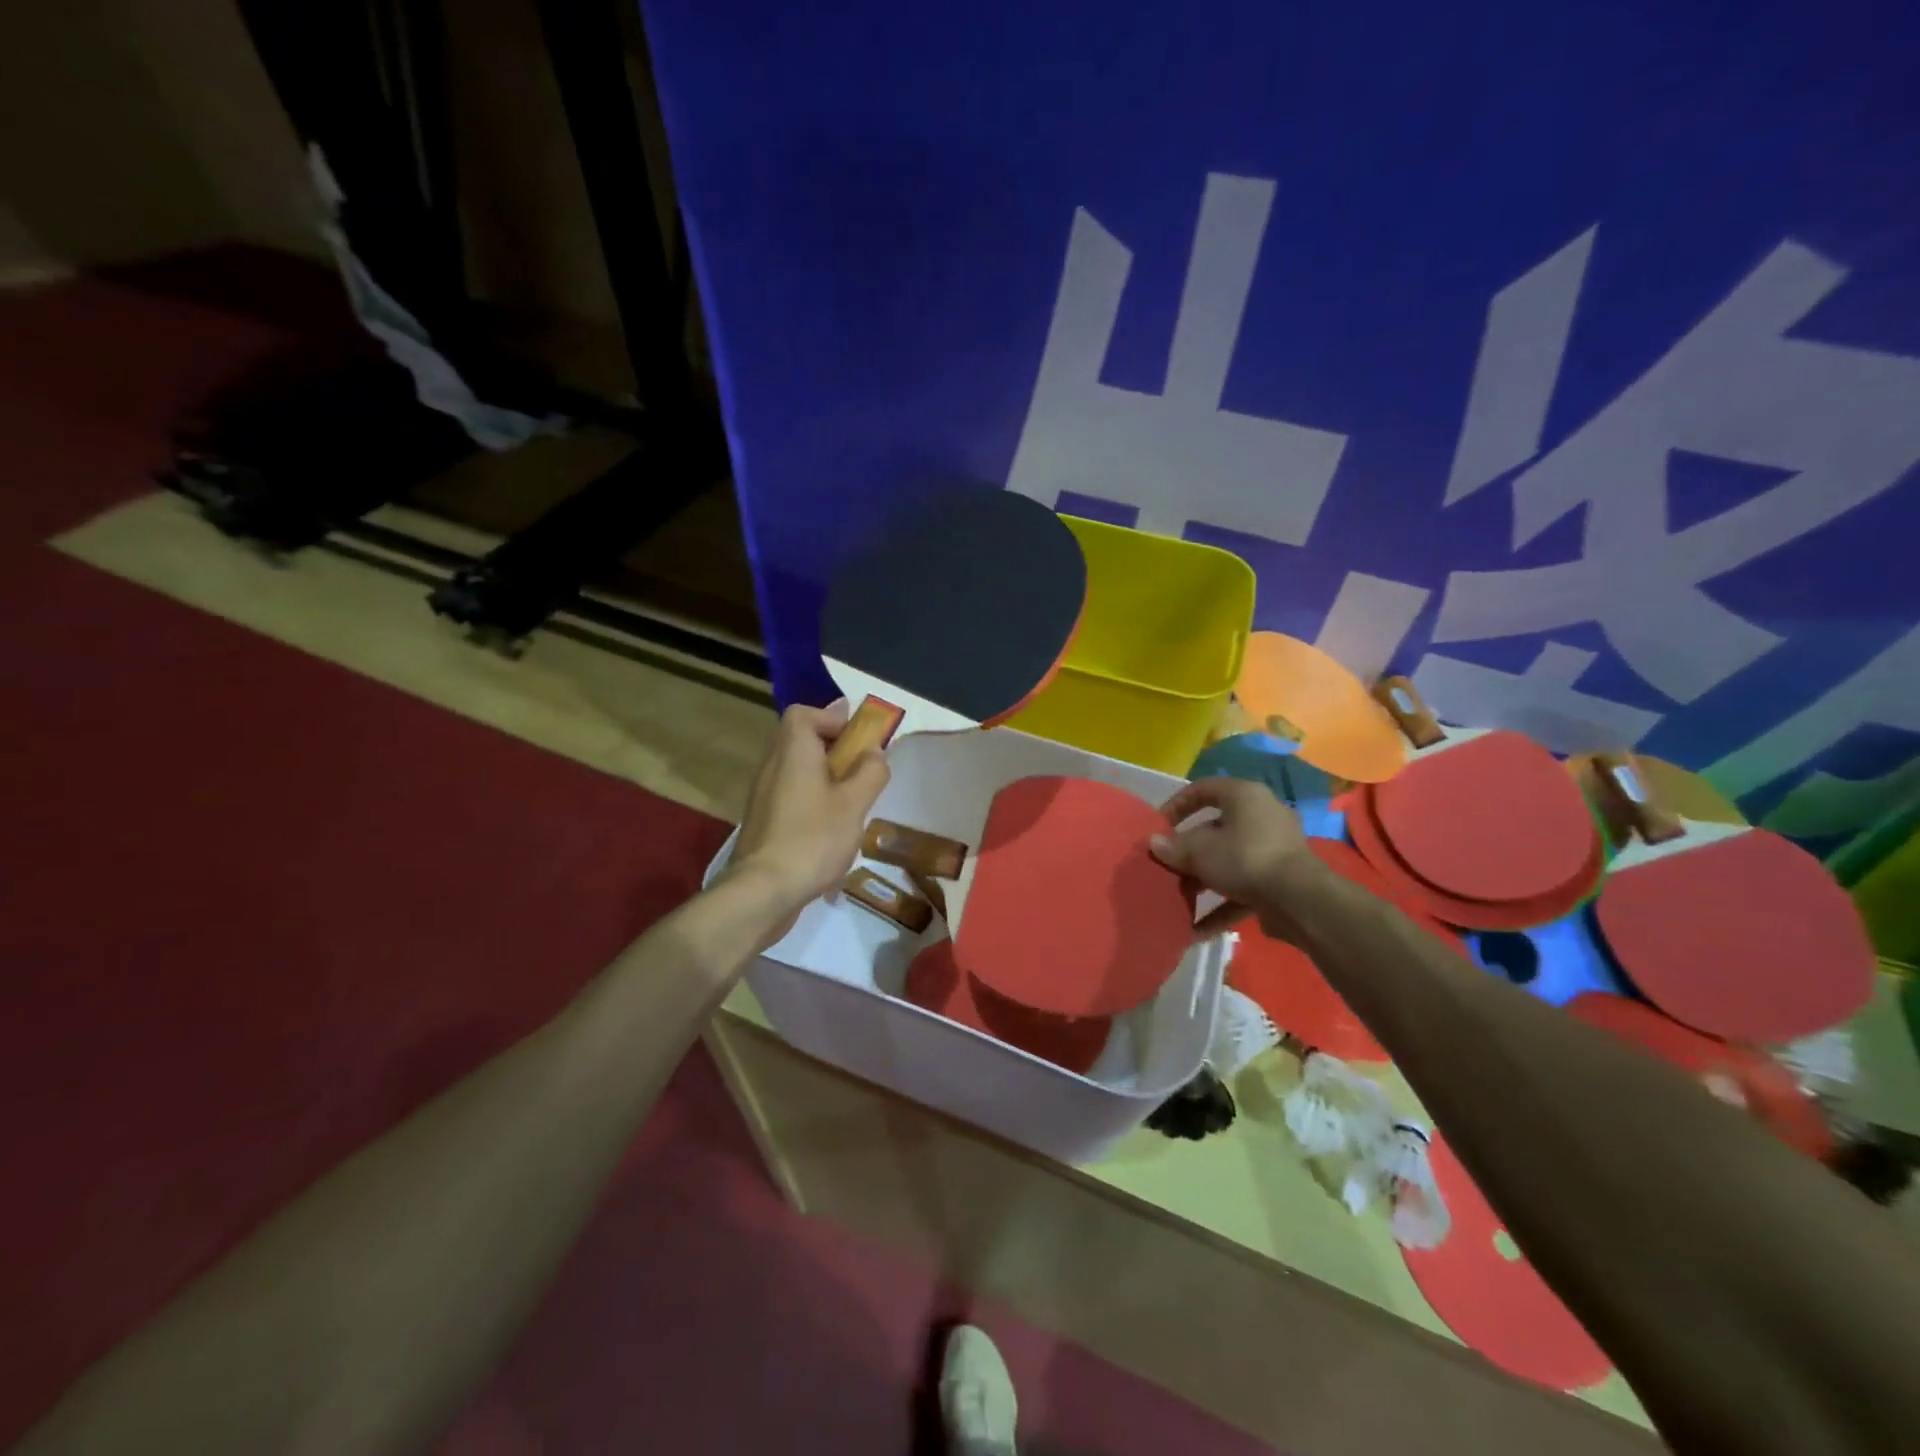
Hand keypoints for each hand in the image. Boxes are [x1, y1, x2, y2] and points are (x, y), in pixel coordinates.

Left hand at [727, 702, 889, 937]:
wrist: (763, 891)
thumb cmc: (813, 839)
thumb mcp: (854, 803)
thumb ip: (870, 772)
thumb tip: (874, 752)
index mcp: (792, 752)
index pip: (803, 713)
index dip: (831, 717)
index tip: (857, 736)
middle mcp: (772, 766)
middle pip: (798, 739)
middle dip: (831, 746)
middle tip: (859, 765)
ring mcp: (763, 795)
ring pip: (794, 768)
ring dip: (822, 774)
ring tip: (850, 798)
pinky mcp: (762, 822)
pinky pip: (789, 794)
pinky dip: (811, 797)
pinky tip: (831, 826)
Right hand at [1150, 776, 1323, 937]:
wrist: (1300, 901)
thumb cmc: (1244, 859)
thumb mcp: (1199, 851)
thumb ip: (1174, 847)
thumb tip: (1154, 844)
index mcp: (1244, 796)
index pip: (1203, 789)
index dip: (1176, 805)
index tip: (1158, 827)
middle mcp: (1262, 816)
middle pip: (1215, 829)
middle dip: (1188, 851)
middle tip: (1167, 865)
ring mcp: (1274, 850)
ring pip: (1229, 860)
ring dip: (1202, 880)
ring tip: (1179, 898)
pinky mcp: (1281, 881)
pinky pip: (1243, 888)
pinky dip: (1221, 905)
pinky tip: (1197, 929)